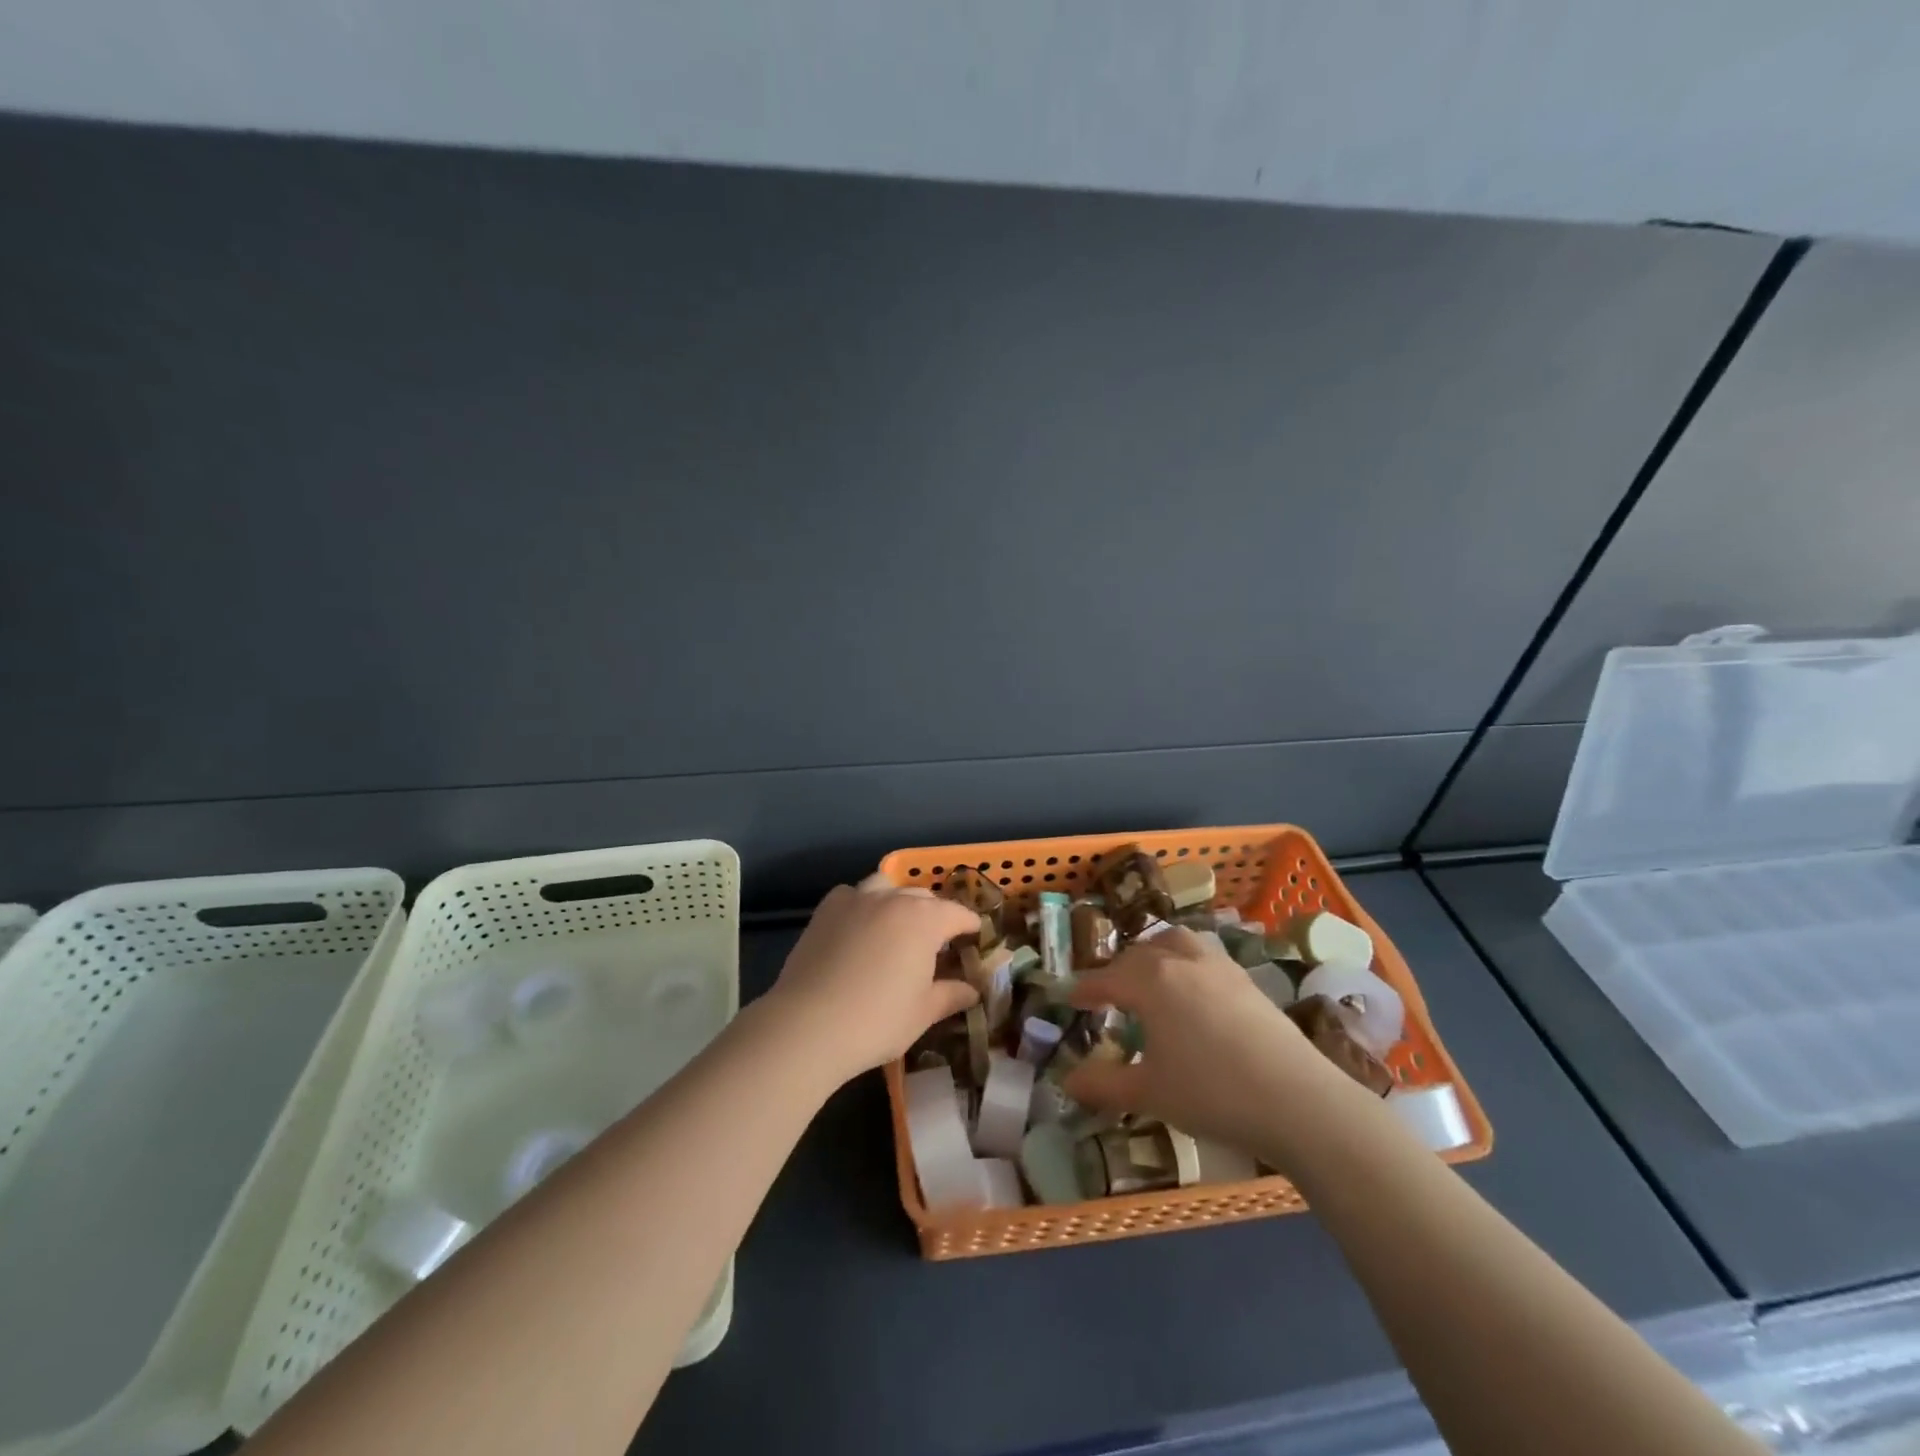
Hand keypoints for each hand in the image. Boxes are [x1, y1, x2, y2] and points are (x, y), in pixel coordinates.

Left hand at [763, 873, 980, 1086]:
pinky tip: (860, 929)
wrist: (808, 1025)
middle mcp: (892, 899)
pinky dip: (863, 905)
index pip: (958, 914)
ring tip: (897, 926)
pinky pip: (853, 895)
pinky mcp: (826, 909)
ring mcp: (856, 899)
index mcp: (924, 919)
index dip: (969, 925)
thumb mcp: (923, 1013)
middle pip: (923, 897)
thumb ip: (951, 994)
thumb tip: (972, 990)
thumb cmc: (876, 1021)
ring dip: (898, 900)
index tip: (975, 937)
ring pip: (886, 886)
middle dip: (935, 914)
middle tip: (937, 942)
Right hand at [1062, 926, 1354, 1163]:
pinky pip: (1203, 954)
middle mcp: (1181, 961)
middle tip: (1107, 995)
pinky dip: (1185, 961)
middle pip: (1139, 954)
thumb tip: (1066, 1082)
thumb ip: (1103, 1084)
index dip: (1085, 989)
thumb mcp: (1149, 1093)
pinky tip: (1192, 990)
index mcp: (1151, 982)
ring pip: (1175, 942)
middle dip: (1117, 971)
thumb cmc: (1211, 1093)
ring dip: (1154, 954)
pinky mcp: (1246, 979)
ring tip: (1150, 976)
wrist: (1296, 1100)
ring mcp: (1218, 966)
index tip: (1069, 998)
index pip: (1106, 978)